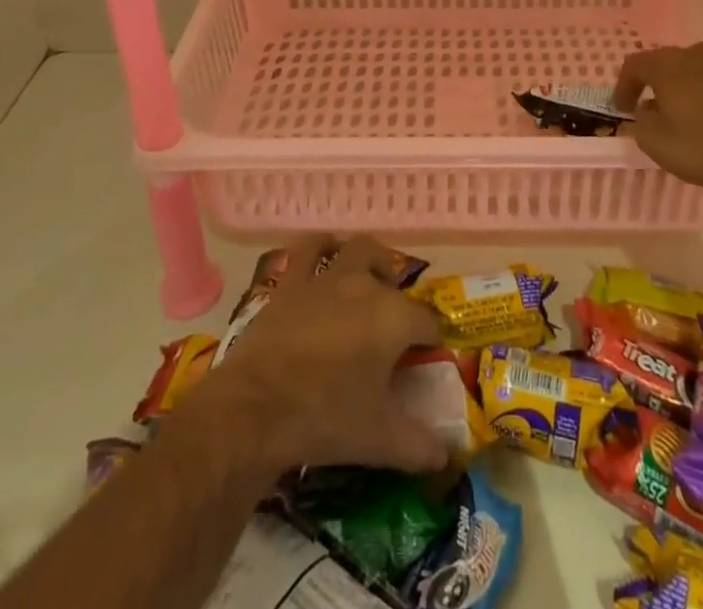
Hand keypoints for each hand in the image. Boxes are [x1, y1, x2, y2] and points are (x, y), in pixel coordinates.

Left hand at [192, 236, 448, 476]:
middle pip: (393, 276)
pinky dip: (320, 248)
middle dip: (398, 295)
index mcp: (394, 318)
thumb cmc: (324, 418)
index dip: (431, 340)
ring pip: (357, 249)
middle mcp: (366, 285)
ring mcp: (327, 278)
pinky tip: (324, 256)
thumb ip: (420, 445)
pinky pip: (309, 249)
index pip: (427, 322)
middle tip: (393, 327)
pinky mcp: (292, 282)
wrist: (256, 407)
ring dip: (368, 260)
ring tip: (368, 280)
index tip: (425, 360)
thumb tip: (445, 455)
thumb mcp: (379, 440)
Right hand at [613, 42, 702, 200]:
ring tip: (690, 116)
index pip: (634, 65)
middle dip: (658, 85)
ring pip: (699, 71)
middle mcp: (697, 54)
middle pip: (668, 63)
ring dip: (689, 89)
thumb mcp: (657, 144)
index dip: (624, 86)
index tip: (622, 109)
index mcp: (667, 65)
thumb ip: (641, 124)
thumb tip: (644, 113)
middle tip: (654, 111)